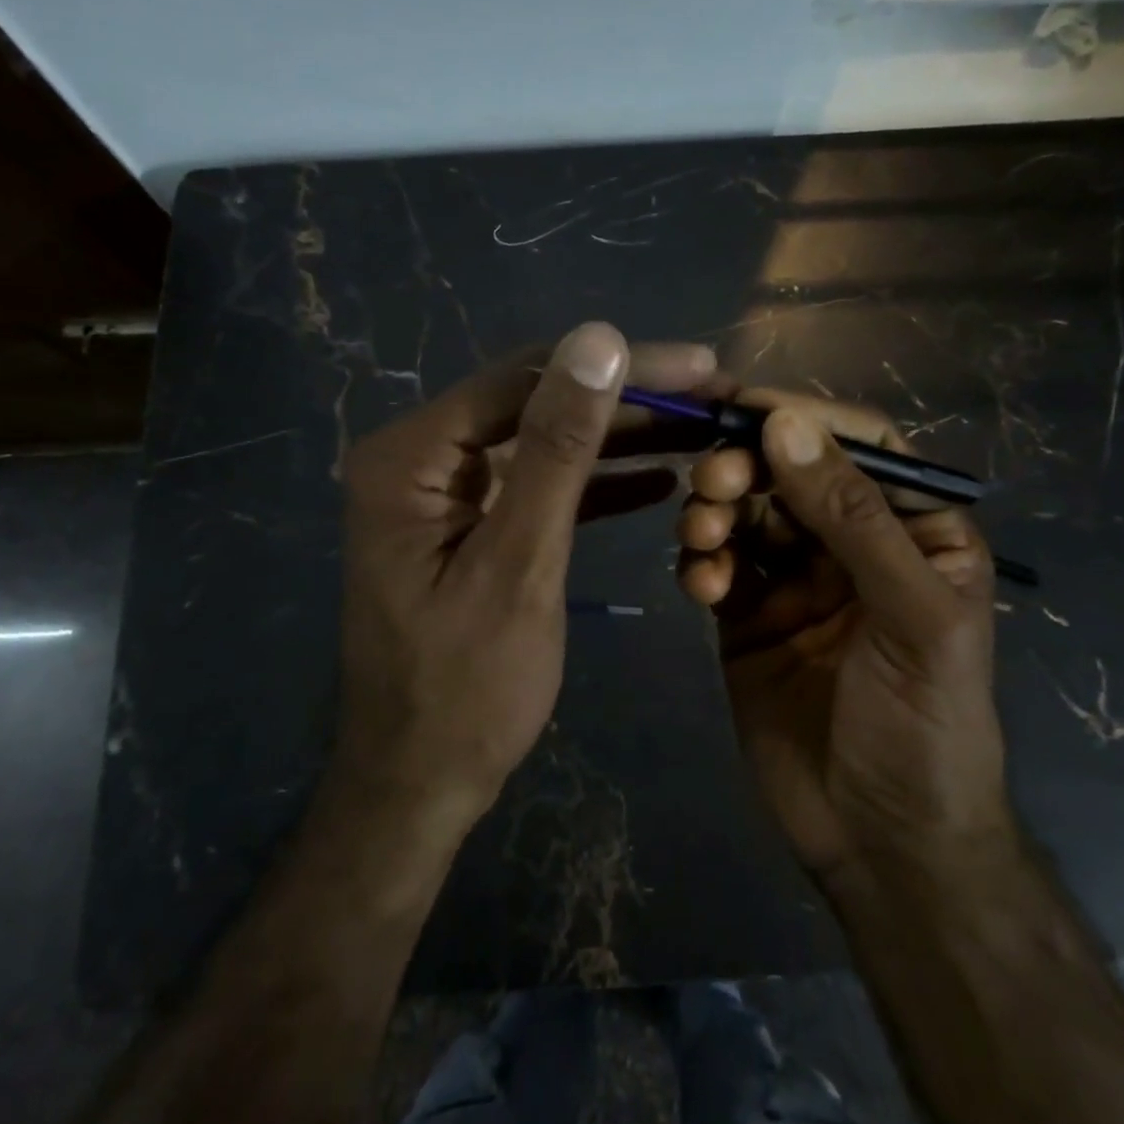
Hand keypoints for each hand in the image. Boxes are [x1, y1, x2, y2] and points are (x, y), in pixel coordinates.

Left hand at [335, 322, 718, 830]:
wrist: (420, 784)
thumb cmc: (464, 690)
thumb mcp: (519, 563)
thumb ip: (557, 448)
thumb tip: (597, 338)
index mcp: (410, 456)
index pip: (526, 380)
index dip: (619, 367)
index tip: (701, 366)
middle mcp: (420, 459)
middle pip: (536, 404)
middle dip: (627, 400)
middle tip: (713, 395)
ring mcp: (444, 493)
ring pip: (545, 443)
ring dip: (620, 438)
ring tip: (701, 429)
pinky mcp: (471, 525)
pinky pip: (539, 488)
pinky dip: (596, 484)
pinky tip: (659, 478)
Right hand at [676, 391, 1011, 891]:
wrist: (881, 842)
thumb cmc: (925, 726)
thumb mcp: (912, 616)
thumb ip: (853, 517)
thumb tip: (786, 423)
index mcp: (913, 528)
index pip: (860, 445)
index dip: (803, 418)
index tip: (741, 407)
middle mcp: (852, 542)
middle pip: (788, 471)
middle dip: (745, 467)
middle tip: (711, 483)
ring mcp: (795, 578)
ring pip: (744, 511)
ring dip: (714, 512)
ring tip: (702, 540)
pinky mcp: (747, 614)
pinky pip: (717, 564)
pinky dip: (701, 563)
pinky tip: (701, 589)